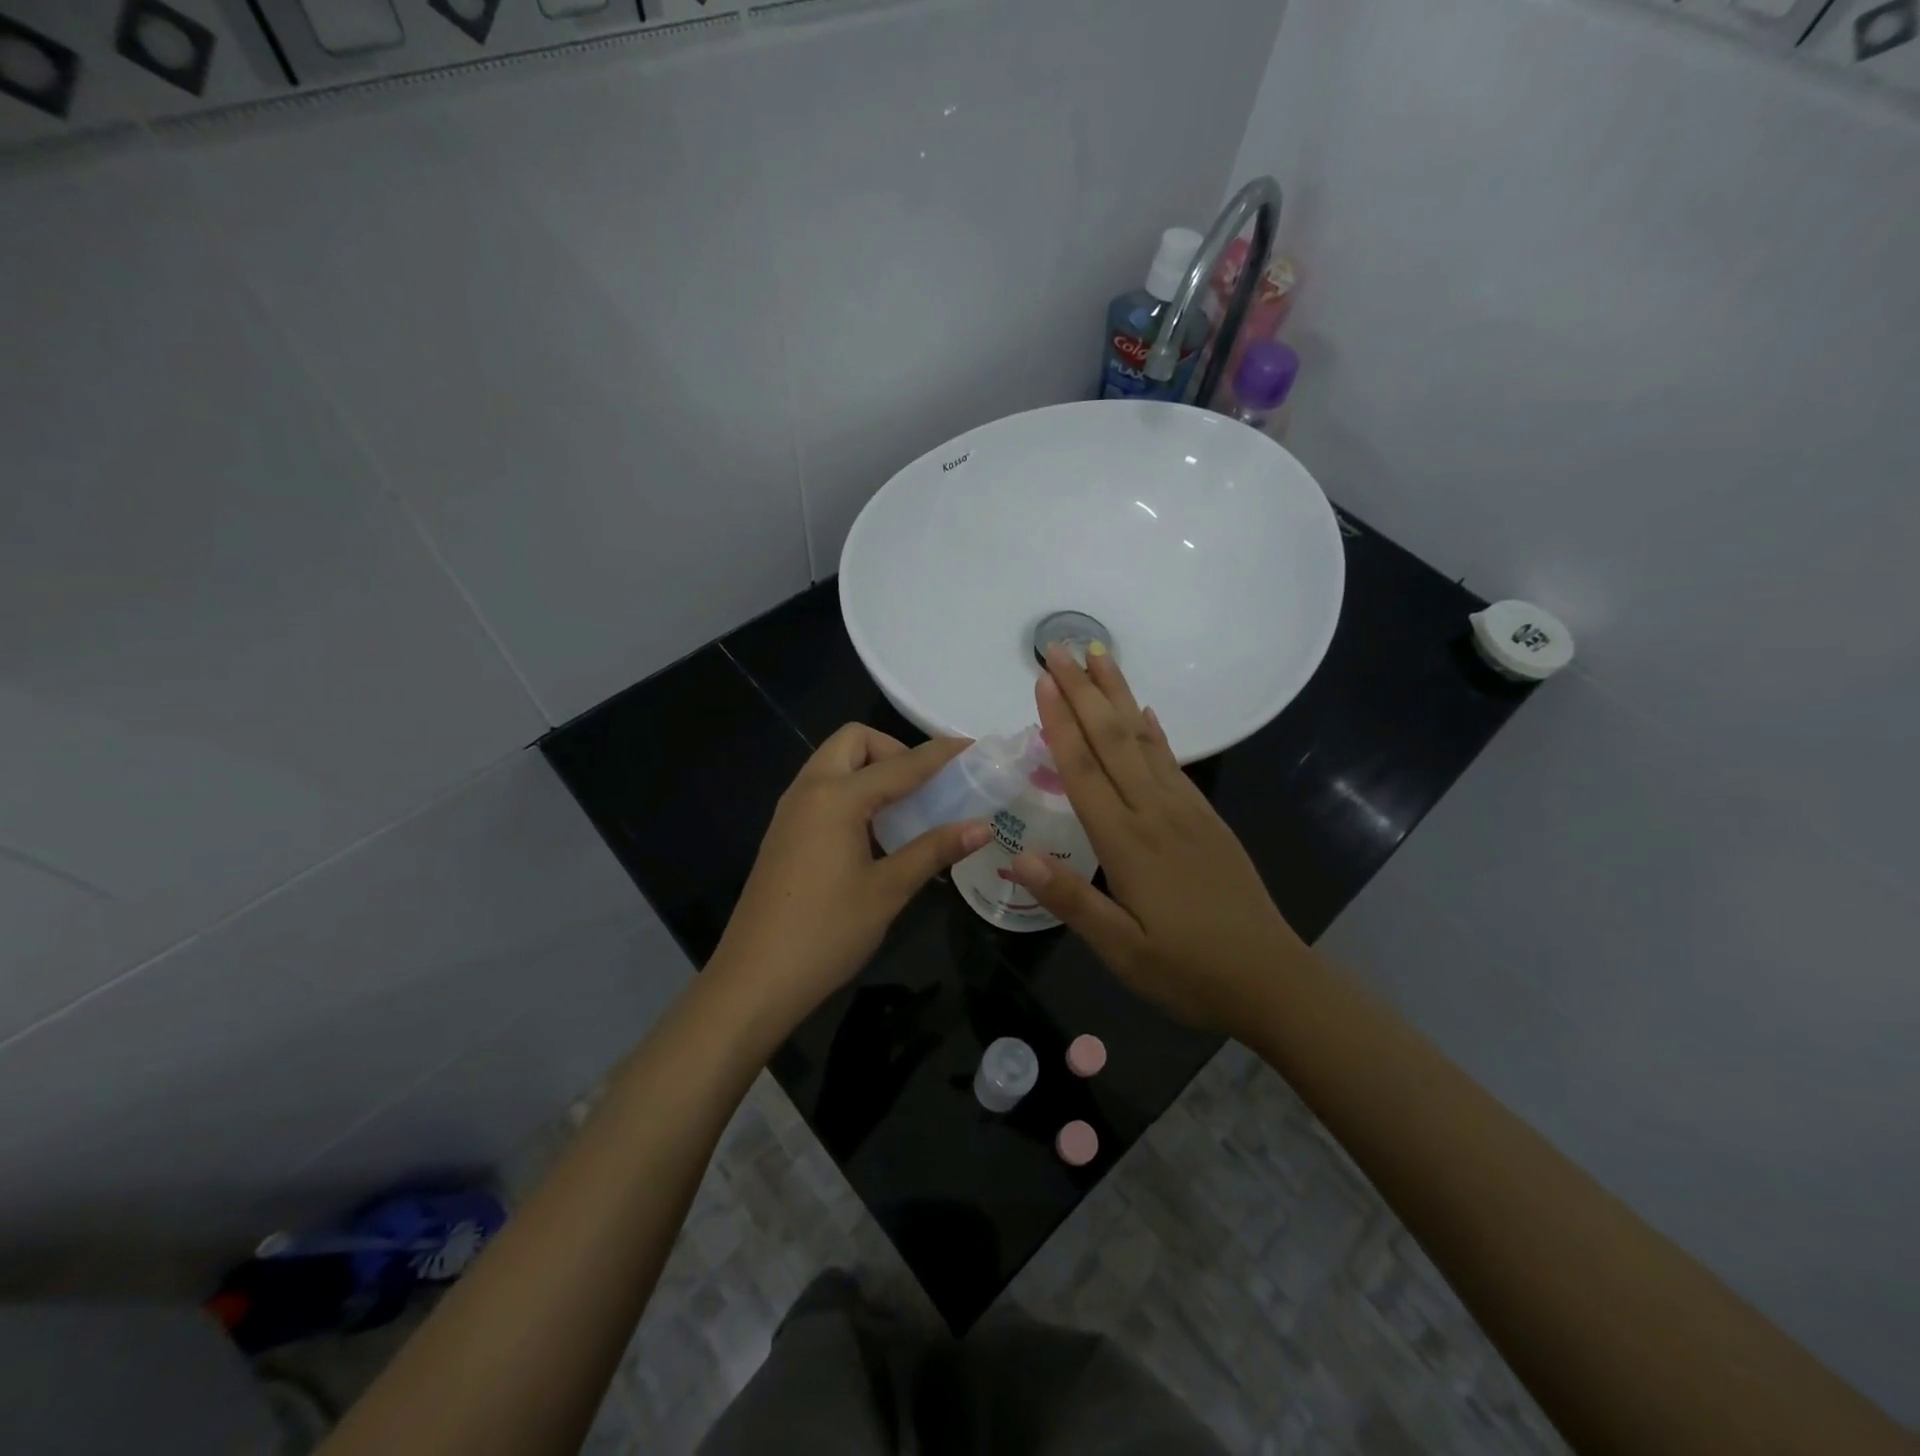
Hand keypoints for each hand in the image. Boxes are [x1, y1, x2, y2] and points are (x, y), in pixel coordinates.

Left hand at [709, 725, 988, 1038]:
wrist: (754, 980)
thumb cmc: (826, 933)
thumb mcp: (888, 891)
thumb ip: (934, 850)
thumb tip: (982, 827)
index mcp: (836, 797)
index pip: (900, 764)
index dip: (939, 754)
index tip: (971, 747)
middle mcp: (809, 790)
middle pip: (853, 742)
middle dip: (893, 750)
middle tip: (925, 786)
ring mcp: (790, 811)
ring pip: (833, 764)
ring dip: (870, 770)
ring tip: (906, 807)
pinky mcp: (783, 833)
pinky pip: (822, 790)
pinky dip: (852, 791)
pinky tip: (874, 832)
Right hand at [1005, 645, 1307, 1034]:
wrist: (1271, 980)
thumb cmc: (1187, 971)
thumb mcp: (1121, 950)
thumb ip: (1070, 899)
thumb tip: (1016, 857)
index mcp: (1127, 842)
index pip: (1083, 770)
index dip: (1059, 722)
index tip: (1042, 680)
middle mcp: (1155, 812)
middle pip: (1113, 739)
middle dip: (1083, 690)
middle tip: (1060, 648)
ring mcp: (1186, 811)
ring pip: (1144, 740)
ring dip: (1118, 696)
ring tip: (1100, 656)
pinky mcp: (1206, 818)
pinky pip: (1173, 762)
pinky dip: (1155, 731)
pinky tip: (1147, 712)